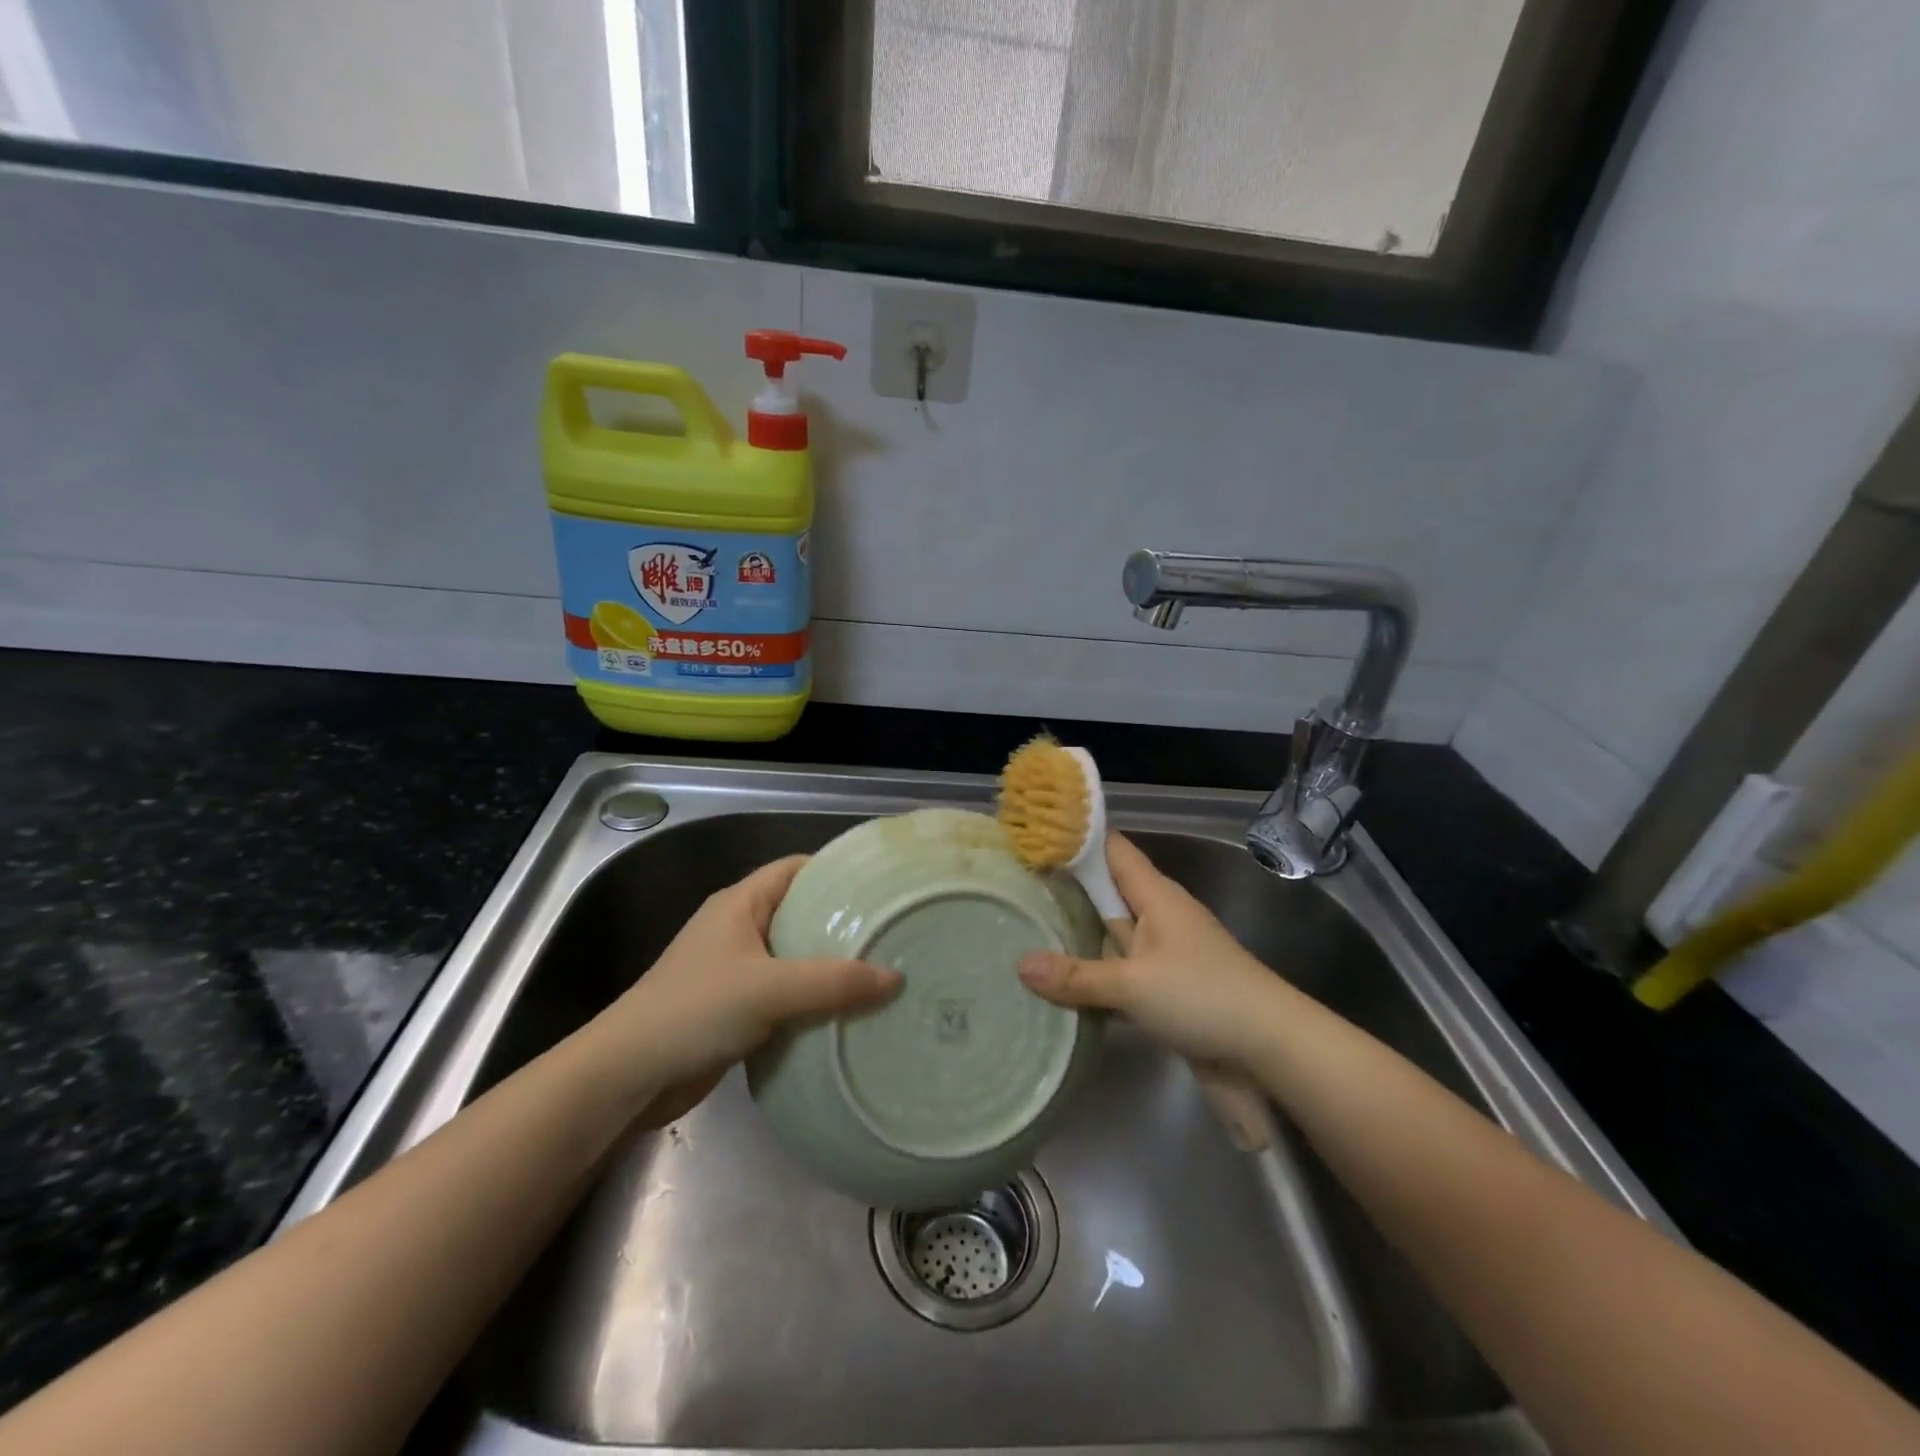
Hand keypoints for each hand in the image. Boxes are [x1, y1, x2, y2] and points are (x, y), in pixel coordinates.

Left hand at [597, 855, 900, 1125]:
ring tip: (882, 973)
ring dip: (831, 968)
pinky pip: (786, 995)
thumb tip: (896, 978)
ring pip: (795, 958)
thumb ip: (834, 982)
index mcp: (741, 904)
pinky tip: (848, 1013)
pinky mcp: (736, 1009)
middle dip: (843, 924)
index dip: (837, 871)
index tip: (881, 886)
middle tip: (891, 933)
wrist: (627, 1078)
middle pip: (801, 913)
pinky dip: (814, 1001)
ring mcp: (736, 971)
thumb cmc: (695, 1011)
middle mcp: (739, 929)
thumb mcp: (770, 989)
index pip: (796, 869)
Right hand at [1018, 833, 1290, 1070]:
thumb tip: (1019, 964)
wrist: (1271, 1049)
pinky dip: (1092, 974)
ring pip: (1110, 934)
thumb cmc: (1203, 996)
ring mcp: (1162, 953)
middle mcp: (1157, 915)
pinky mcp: (1165, 988)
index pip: (1112, 849)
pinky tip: (1058, 985)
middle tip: (1013, 886)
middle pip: (1105, 891)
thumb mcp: (1133, 984)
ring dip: (1075, 936)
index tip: (1034, 836)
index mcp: (1155, 895)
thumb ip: (1077, 976)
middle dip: (1064, 888)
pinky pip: (1119, 972)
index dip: (1076, 838)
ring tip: (1022, 931)